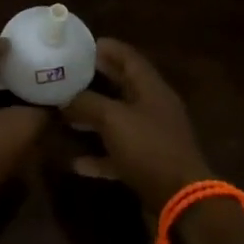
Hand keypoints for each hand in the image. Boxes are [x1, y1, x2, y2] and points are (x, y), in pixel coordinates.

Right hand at [60, 40, 212, 210]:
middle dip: (95, 80)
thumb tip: (65, 97)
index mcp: (151, 88)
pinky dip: (98, 155)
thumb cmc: (148, 148)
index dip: (106, 48)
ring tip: (64, 112)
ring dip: (92, 117)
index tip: (79, 44)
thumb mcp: (113, 119)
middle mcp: (153, 108)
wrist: (180, 198)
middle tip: (66, 75)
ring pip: (117, 120)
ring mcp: (151, 137)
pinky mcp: (147, 164)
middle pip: (122, 86)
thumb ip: (87, 103)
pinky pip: (117, 153)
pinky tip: (75, 161)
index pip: (128, 57)